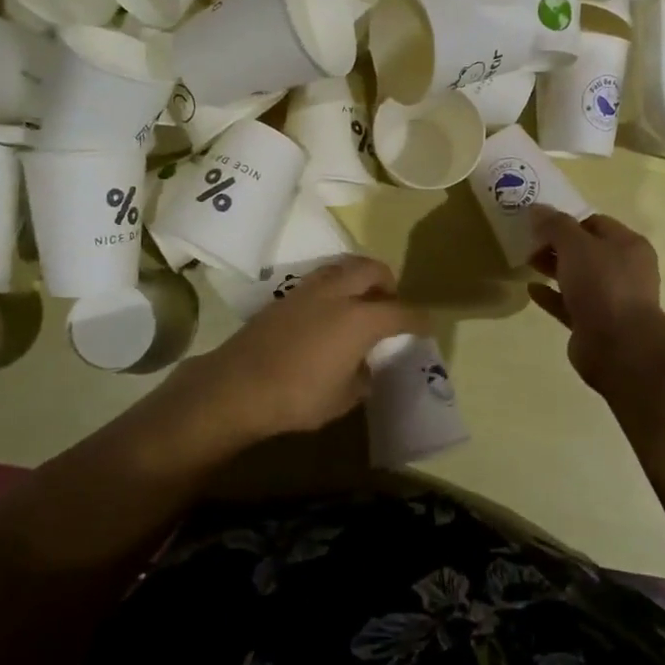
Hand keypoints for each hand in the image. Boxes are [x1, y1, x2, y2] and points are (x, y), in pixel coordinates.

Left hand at [171, 257, 426, 448]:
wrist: (238, 386)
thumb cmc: (298, 396)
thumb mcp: (343, 397)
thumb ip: (362, 377)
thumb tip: (363, 366)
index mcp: (361, 319)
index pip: (401, 312)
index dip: (418, 319)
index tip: (426, 325)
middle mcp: (338, 294)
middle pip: (372, 269)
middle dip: (388, 281)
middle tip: (390, 302)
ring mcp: (309, 290)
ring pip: (343, 266)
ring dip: (358, 277)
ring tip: (360, 301)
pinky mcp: (286, 296)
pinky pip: (321, 279)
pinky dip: (335, 286)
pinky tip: (329, 312)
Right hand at [526, 207, 664, 390]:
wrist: (619, 346)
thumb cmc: (602, 285)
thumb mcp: (575, 245)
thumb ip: (555, 225)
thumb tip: (537, 209)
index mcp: (628, 245)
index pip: (596, 223)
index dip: (567, 220)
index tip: (539, 222)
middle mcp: (624, 270)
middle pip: (586, 250)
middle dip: (557, 245)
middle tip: (528, 242)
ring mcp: (611, 299)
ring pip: (578, 277)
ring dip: (554, 269)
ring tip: (526, 262)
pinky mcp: (596, 324)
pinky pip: (570, 304)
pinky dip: (552, 296)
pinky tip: (531, 290)